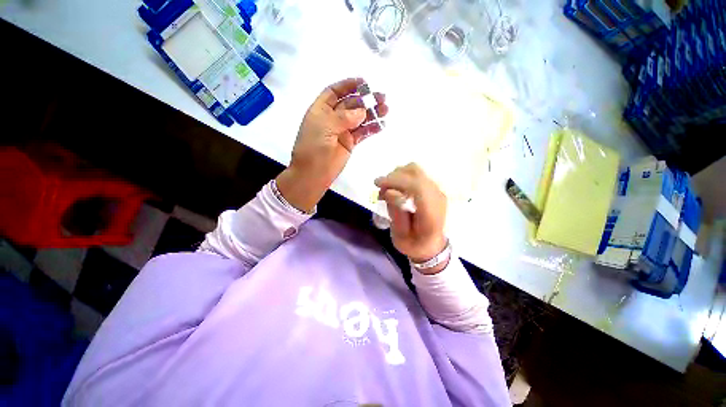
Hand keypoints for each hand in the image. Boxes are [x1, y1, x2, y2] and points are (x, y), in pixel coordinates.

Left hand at [277, 78, 388, 212]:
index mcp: (321, 110)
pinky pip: (362, 133)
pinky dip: (372, 129)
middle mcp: (332, 118)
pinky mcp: (350, 143)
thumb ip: (344, 117)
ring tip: (385, 110)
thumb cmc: (313, 148)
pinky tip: (381, 125)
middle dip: (365, 100)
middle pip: (351, 104)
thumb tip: (362, 111)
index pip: (335, 92)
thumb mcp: (324, 127)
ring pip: (359, 118)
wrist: (313, 173)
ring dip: (372, 113)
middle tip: (381, 97)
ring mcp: (342, 131)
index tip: (363, 82)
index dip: (348, 85)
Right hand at [375, 163, 448, 273]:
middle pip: (415, 173)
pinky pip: (415, 174)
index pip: (417, 186)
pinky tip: (394, 188)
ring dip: (397, 175)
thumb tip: (389, 191)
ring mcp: (436, 190)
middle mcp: (437, 197)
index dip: (396, 181)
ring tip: (386, 189)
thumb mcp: (400, 236)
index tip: (377, 184)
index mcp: (431, 213)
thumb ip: (396, 214)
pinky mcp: (432, 188)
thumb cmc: (414, 245)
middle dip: (393, 177)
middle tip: (379, 189)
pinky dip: (401, 176)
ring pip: (414, 169)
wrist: (431, 246)